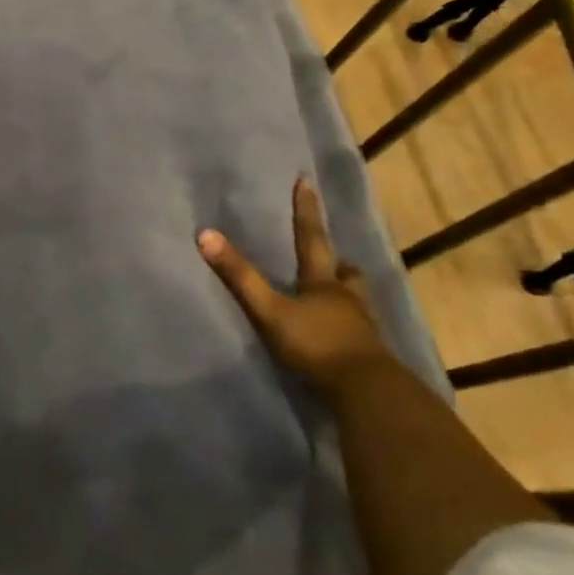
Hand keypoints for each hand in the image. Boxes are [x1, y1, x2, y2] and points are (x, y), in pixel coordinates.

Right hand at [198, 178, 392, 392]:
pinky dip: (348, 325)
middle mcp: (346, 298)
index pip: (312, 238)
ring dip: (345, 293)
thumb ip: (239, 276)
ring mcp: (361, 327)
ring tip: (333, 296)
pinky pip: (358, 330)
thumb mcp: (269, 310)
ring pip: (356, 300)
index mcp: (323, 283)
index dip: (306, 210)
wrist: (365, 392)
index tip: (305, 182)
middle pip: (346, 272)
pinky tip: (338, 333)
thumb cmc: (315, 344)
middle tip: (329, 260)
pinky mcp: (368, 355)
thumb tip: (205, 234)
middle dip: (336, 263)